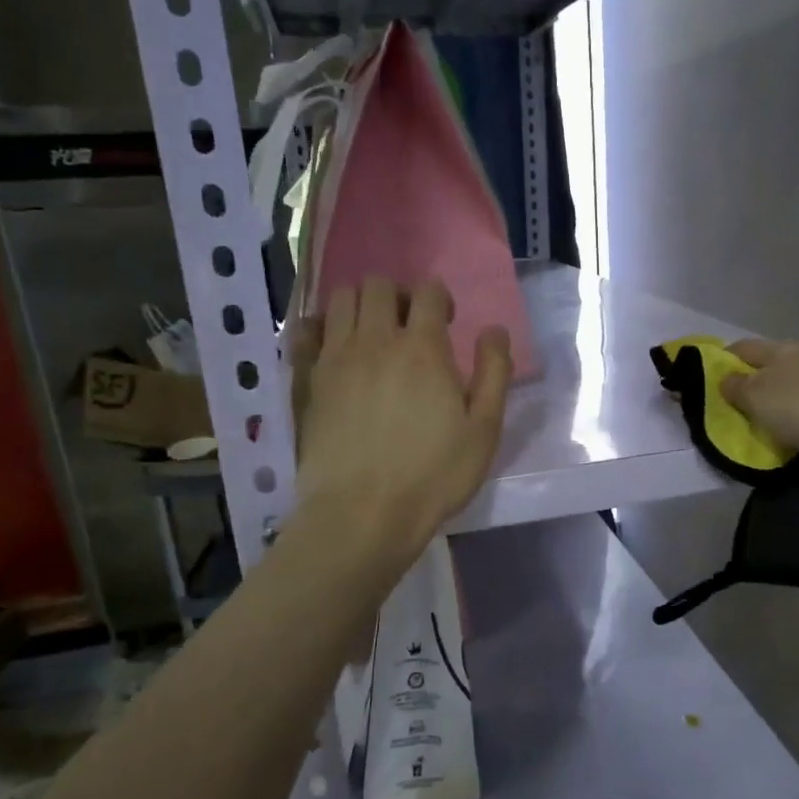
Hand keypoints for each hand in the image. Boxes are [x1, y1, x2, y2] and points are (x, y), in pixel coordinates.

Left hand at [296, 278, 510, 561]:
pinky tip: (333, 347)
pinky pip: (304, 329)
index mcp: (423, 348)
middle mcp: (375, 340)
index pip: (429, 292)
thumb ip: (494, 373)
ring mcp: (334, 357)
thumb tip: (494, 329)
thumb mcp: (484, 430)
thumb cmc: (433, 475)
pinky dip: (320, 325)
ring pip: (341, 299)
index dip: (440, 298)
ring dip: (361, 305)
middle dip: (399, 295)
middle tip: (409, 328)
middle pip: (379, 285)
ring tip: (372, 335)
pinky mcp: (306, 379)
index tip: (446, 323)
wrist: (363, 513)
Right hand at [719, 338, 798, 459]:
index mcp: (779, 351)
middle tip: (751, 401)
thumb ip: (740, 390)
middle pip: (777, 358)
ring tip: (790, 413)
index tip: (714, 375)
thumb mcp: (763, 402)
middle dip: (762, 374)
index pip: (743, 348)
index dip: (725, 359)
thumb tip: (724, 378)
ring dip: (796, 388)